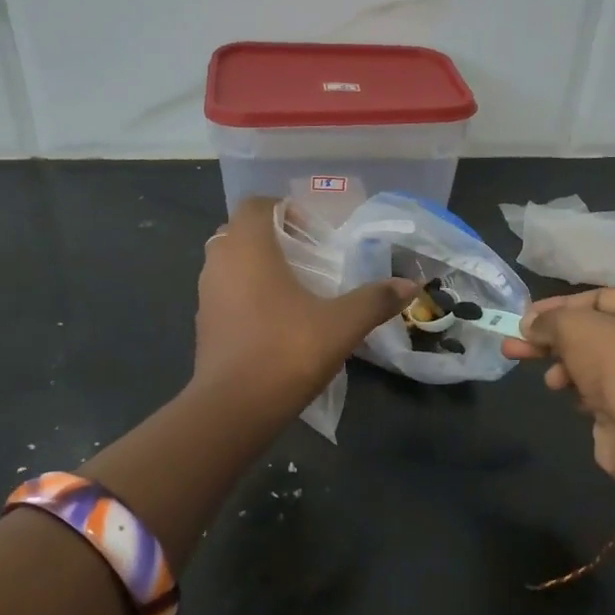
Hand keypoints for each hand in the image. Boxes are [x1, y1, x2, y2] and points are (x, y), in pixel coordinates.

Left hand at [194, 198, 418, 402]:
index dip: (284, 209)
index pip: (256, 205)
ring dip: (257, 267)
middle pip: (240, 232)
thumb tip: (410, 286)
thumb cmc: (286, 351)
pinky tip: (275, 321)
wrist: (234, 408)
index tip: (313, 232)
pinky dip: (246, 295)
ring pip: (229, 264)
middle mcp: (219, 263)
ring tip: (295, 289)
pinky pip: (225, 294)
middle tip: (307, 257)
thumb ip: (374, 300)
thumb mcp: (341, 325)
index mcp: (248, 248)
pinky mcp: (204, 325)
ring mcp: (206, 295)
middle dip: (271, 237)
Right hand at [502, 287, 614, 491]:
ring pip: (594, 359)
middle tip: (514, 345)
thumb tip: (529, 325)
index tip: (524, 318)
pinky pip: (602, 386)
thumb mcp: (575, 327)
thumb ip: (549, 320)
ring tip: (549, 381)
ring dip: (563, 365)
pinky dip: (580, 387)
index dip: (558, 307)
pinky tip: (567, 395)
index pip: (599, 297)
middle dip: (552, 338)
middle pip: (595, 329)